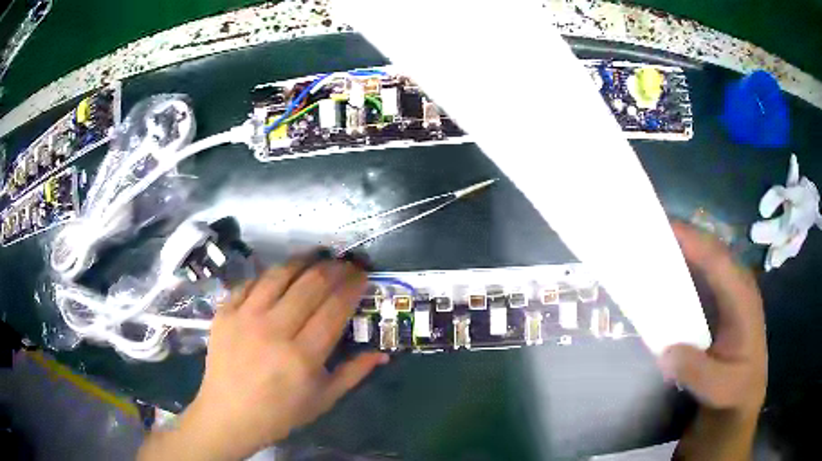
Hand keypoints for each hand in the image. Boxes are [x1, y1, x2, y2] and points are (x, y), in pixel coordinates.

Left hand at [139, 257, 387, 460]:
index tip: (363, 276)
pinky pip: (252, 282)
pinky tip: (282, 274)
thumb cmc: (280, 413)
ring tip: (318, 256)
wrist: (228, 414)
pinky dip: (271, 275)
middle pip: (311, 284)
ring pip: (280, 274)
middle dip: (335, 268)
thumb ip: (354, 373)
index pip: (335, 307)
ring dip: (304, 261)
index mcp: (303, 356)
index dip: (353, 286)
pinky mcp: (225, 312)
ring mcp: (245, 317)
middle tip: (346, 264)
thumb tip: (381, 352)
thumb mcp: (323, 399)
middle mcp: (274, 330)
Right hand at [660, 223, 766, 412]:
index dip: (691, 241)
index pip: (717, 259)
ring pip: (706, 258)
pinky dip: (684, 267)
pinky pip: (703, 274)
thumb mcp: (718, 388)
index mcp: (743, 298)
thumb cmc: (736, 389)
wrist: (744, 394)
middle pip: (710, 249)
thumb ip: (696, 371)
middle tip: (646, 231)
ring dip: (682, 249)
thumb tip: (666, 351)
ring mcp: (730, 291)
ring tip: (651, 246)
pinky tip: (665, 273)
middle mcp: (738, 285)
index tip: (660, 228)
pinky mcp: (722, 300)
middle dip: (682, 236)